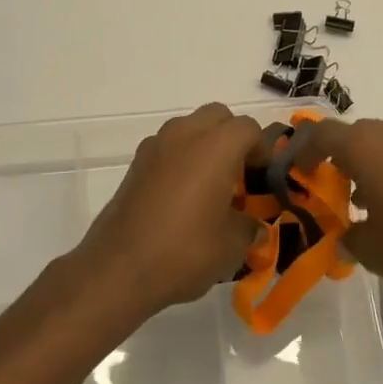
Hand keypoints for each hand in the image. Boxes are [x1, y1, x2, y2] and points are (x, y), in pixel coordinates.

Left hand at [71, 103, 260, 320]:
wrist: (118, 267)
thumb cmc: (184, 251)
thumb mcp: (231, 246)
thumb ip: (250, 226)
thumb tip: (253, 224)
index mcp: (216, 146)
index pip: (249, 128)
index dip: (263, 149)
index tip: (263, 177)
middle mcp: (185, 134)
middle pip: (218, 116)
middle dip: (233, 137)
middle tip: (239, 173)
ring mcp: (156, 145)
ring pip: (190, 127)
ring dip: (205, 144)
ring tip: (210, 184)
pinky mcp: (136, 162)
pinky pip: (169, 146)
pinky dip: (182, 158)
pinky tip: (182, 195)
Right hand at [301, 115, 382, 295]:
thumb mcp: (374, 253)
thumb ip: (351, 240)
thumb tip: (346, 238)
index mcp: (365, 146)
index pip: (322, 134)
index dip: (306, 150)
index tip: (302, 172)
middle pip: (357, 137)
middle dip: (345, 162)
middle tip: (342, 195)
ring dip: (377, 167)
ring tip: (380, 206)